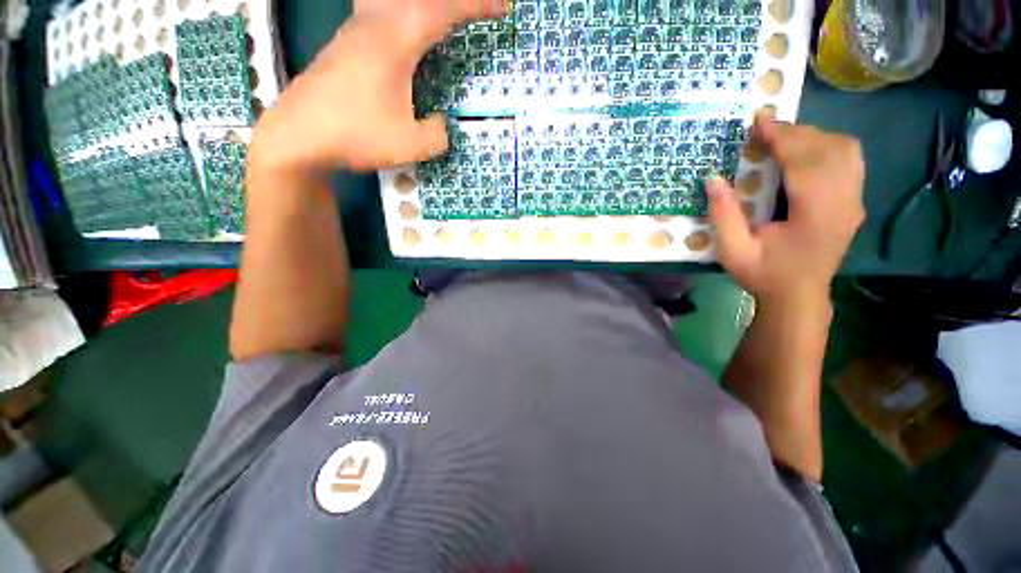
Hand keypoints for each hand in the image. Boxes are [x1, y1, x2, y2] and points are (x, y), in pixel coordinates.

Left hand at [249, 0, 508, 175]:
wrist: (298, 136)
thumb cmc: (356, 137)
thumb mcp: (410, 145)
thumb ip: (436, 134)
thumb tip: (440, 123)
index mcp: (394, 43)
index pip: (442, 12)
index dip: (475, 6)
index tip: (502, 7)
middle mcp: (373, 27)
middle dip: (451, 3)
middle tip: (473, 11)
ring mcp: (354, 33)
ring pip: (392, 1)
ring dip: (422, 7)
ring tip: (442, 21)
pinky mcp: (343, 46)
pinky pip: (380, 15)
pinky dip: (402, 15)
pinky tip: (406, 31)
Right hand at [707, 119, 865, 302]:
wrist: (799, 296)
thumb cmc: (764, 275)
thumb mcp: (733, 252)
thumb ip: (723, 216)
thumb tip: (713, 179)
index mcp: (816, 215)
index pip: (805, 162)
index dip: (782, 138)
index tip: (758, 122)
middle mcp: (844, 202)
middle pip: (828, 149)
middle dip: (795, 132)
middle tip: (762, 129)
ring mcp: (854, 201)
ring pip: (845, 149)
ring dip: (813, 137)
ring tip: (782, 139)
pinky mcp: (854, 201)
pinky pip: (849, 160)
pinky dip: (826, 146)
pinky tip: (804, 153)